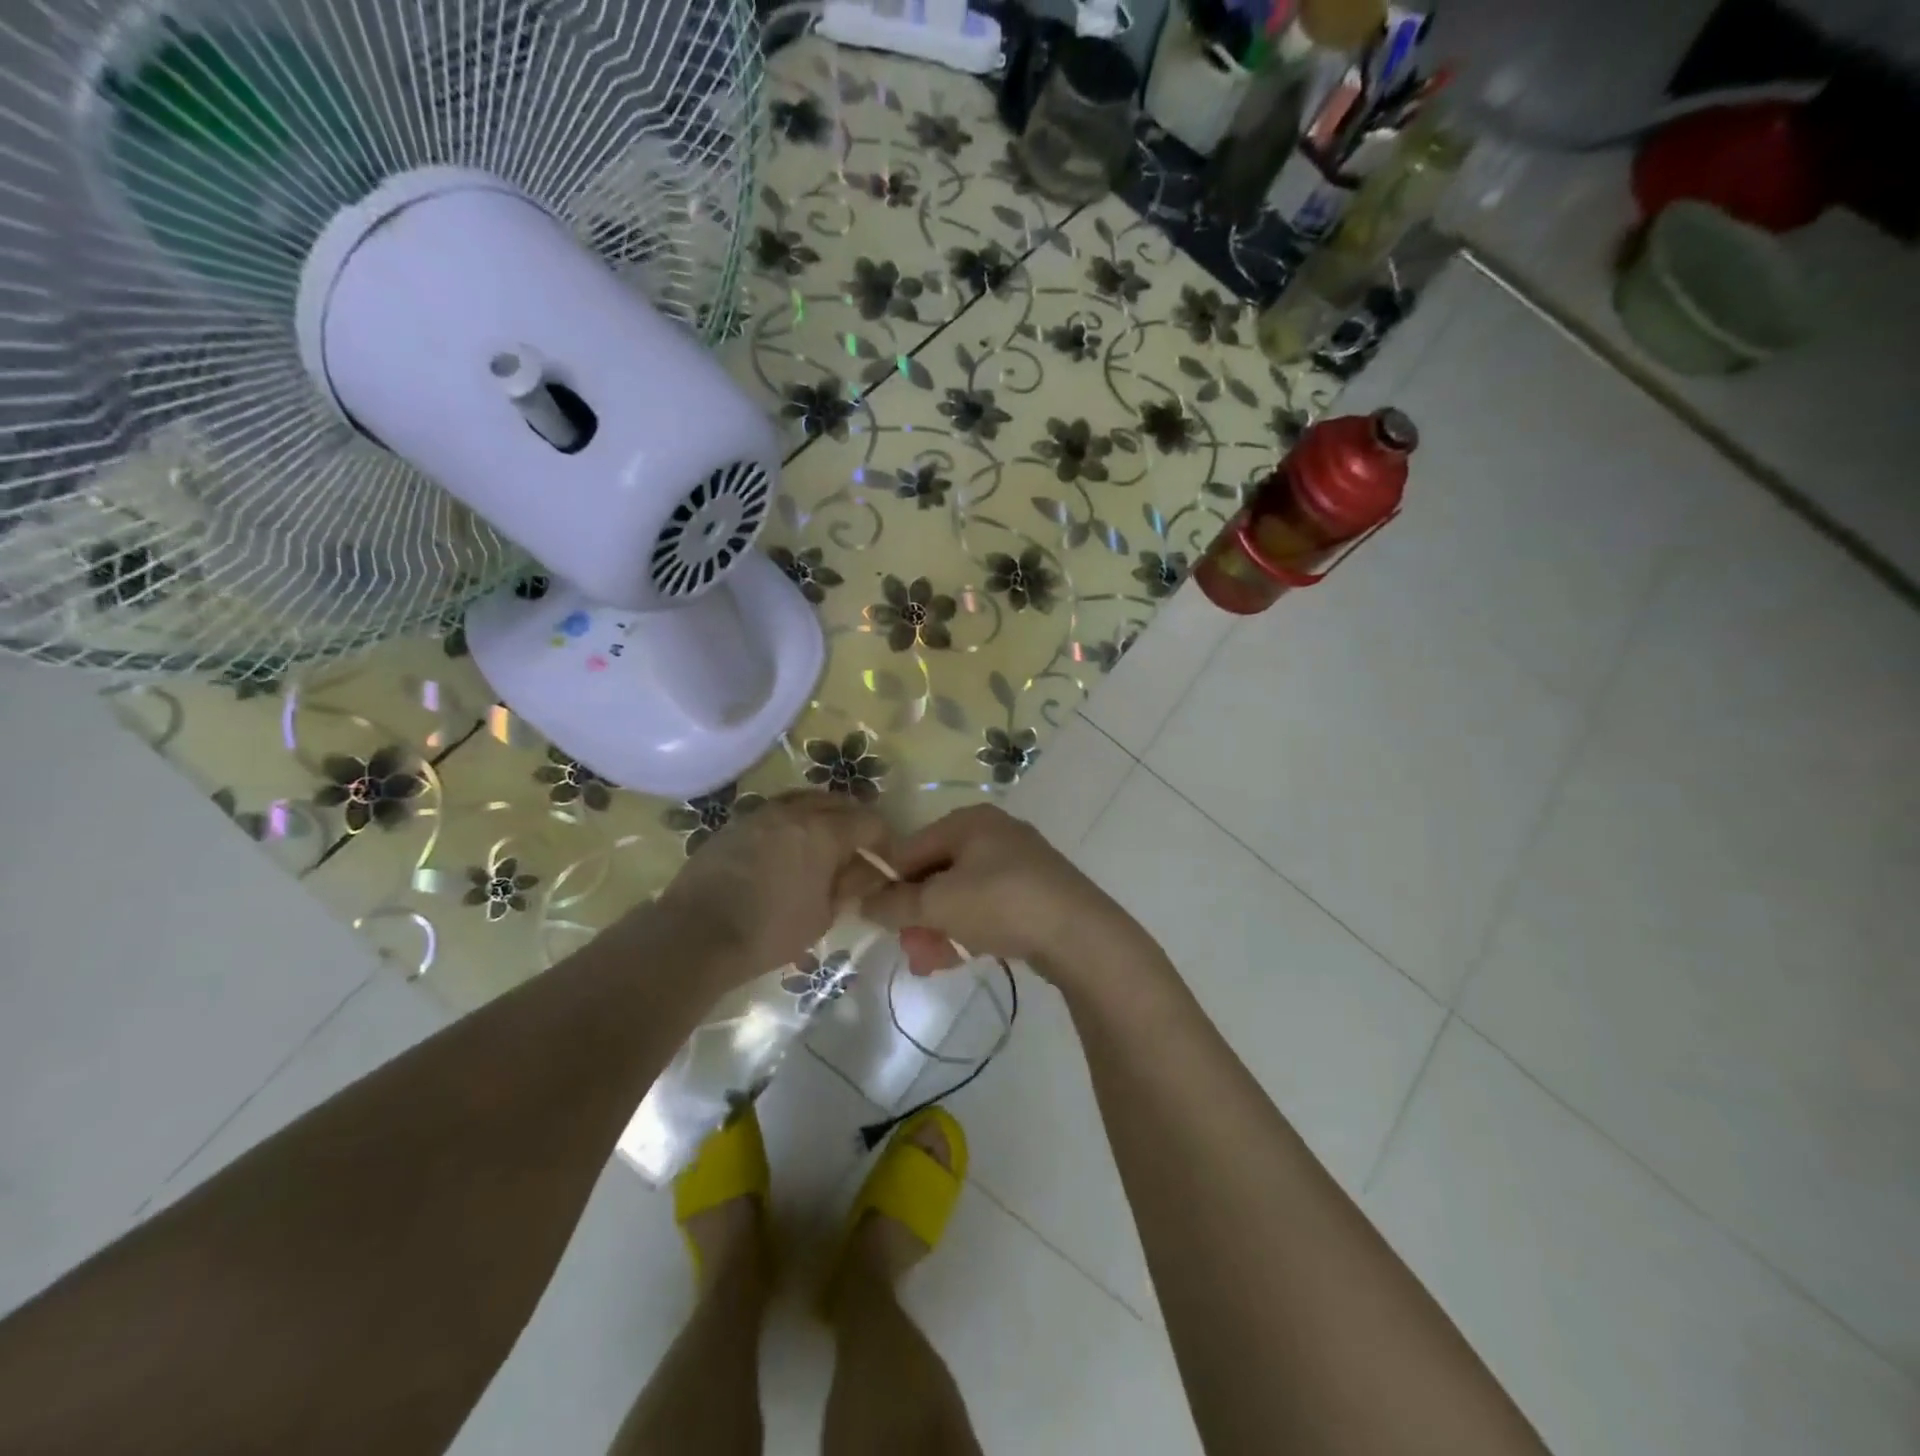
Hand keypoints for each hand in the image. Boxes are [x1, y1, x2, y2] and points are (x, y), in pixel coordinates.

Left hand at [655, 791, 890, 985]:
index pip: (869, 822)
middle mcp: (794, 811)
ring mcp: (760, 813)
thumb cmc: (769, 931)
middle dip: (854, 821)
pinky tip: (786, 848)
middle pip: (837, 802)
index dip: (884, 839)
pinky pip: (775, 812)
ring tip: (823, 843)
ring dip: (822, 815)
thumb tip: (868, 871)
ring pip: (803, 801)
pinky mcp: (734, 824)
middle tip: (859, 848)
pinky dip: (791, 822)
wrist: (696, 933)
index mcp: (823, 831)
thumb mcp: (822, 916)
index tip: (885, 860)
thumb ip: (849, 886)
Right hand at [857, 805, 1146, 988]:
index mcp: (968, 821)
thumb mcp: (939, 904)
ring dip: (938, 927)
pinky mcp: (1035, 890)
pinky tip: (958, 958)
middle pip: (937, 873)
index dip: (889, 884)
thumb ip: (895, 904)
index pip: (911, 848)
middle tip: (909, 949)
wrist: (1080, 934)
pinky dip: (968, 928)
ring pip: (961, 894)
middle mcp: (993, 832)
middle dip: (917, 914)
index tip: (877, 919)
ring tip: (929, 963)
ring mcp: (1018, 861)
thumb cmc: (1002, 904)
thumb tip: (864, 902)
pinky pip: (987, 906)